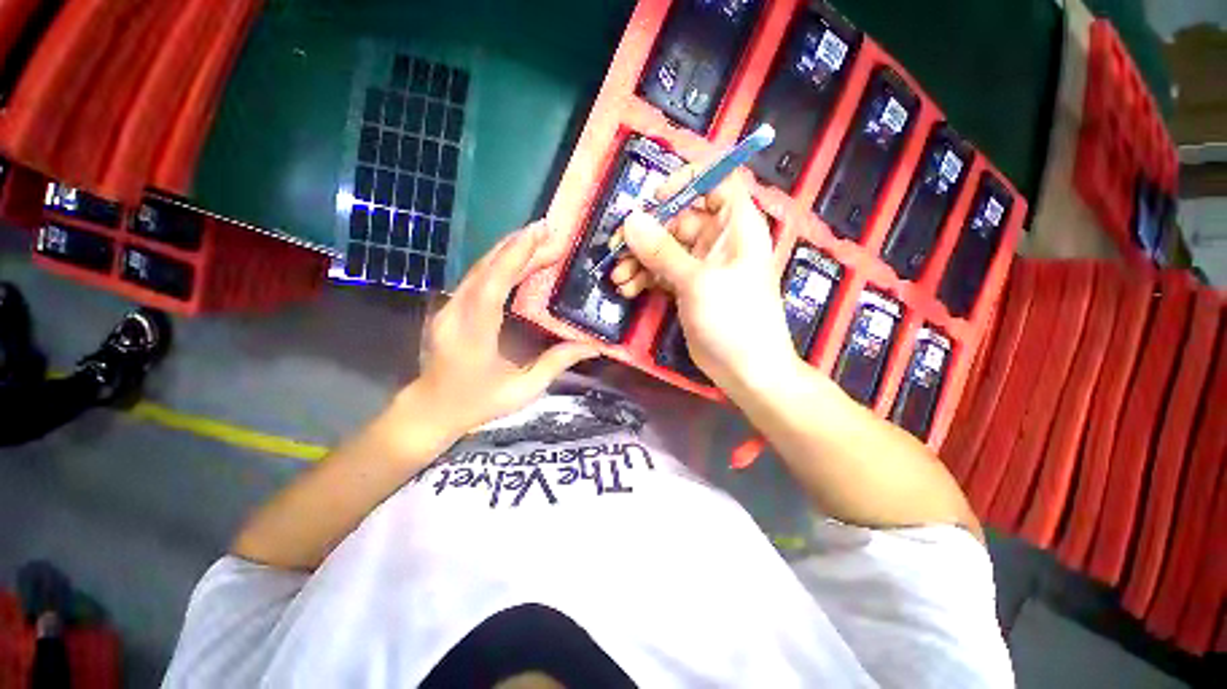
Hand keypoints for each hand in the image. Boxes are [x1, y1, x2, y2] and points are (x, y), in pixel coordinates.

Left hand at [402, 220, 599, 446]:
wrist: (430, 409)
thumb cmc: (477, 404)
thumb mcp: (522, 390)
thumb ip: (556, 364)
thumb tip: (593, 347)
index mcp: (473, 335)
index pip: (492, 286)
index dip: (515, 256)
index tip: (539, 235)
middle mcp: (456, 314)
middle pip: (486, 270)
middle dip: (518, 246)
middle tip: (549, 232)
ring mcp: (448, 308)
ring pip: (479, 269)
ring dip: (508, 250)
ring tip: (537, 237)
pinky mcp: (450, 307)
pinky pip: (476, 277)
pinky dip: (499, 262)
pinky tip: (517, 256)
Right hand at [610, 166, 798, 390]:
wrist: (746, 370)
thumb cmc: (734, 319)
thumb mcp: (697, 281)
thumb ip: (662, 251)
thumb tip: (631, 220)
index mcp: (737, 227)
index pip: (717, 184)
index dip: (688, 183)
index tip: (657, 199)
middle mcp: (719, 241)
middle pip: (679, 220)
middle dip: (647, 234)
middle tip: (618, 247)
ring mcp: (701, 266)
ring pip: (665, 250)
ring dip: (639, 260)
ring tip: (619, 277)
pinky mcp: (688, 288)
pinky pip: (661, 274)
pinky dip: (644, 278)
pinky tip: (628, 289)